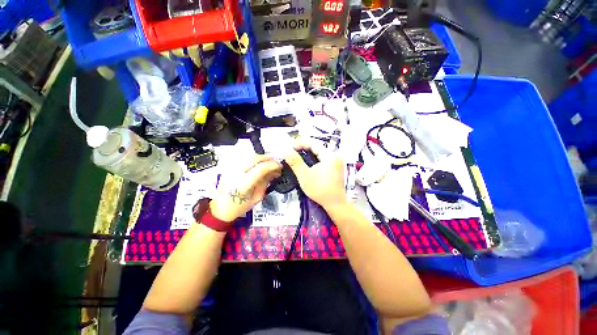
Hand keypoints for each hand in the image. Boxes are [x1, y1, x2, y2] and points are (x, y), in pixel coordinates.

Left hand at [210, 155, 281, 221]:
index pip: (261, 168)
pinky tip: (258, 163)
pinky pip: (243, 158)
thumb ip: (265, 182)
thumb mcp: (257, 197)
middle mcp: (236, 174)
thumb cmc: (240, 206)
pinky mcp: (228, 167)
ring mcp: (230, 169)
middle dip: (267, 158)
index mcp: (243, 184)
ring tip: (268, 162)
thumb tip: (274, 171)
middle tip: (276, 161)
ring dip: (261, 157)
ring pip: (248, 156)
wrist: (221, 208)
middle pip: (254, 158)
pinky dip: (253, 158)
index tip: (280, 166)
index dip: (272, 165)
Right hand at [284, 144, 346, 209]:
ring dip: (309, 153)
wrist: (335, 203)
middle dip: (304, 148)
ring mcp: (337, 162)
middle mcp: (335, 156)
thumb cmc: (319, 189)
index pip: (313, 143)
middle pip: (317, 147)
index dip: (300, 143)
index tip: (290, 147)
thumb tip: (286, 151)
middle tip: (292, 151)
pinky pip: (324, 158)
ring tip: (298, 156)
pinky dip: (315, 158)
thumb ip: (295, 162)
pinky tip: (308, 163)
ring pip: (320, 153)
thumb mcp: (304, 175)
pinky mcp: (337, 167)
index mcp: (329, 155)